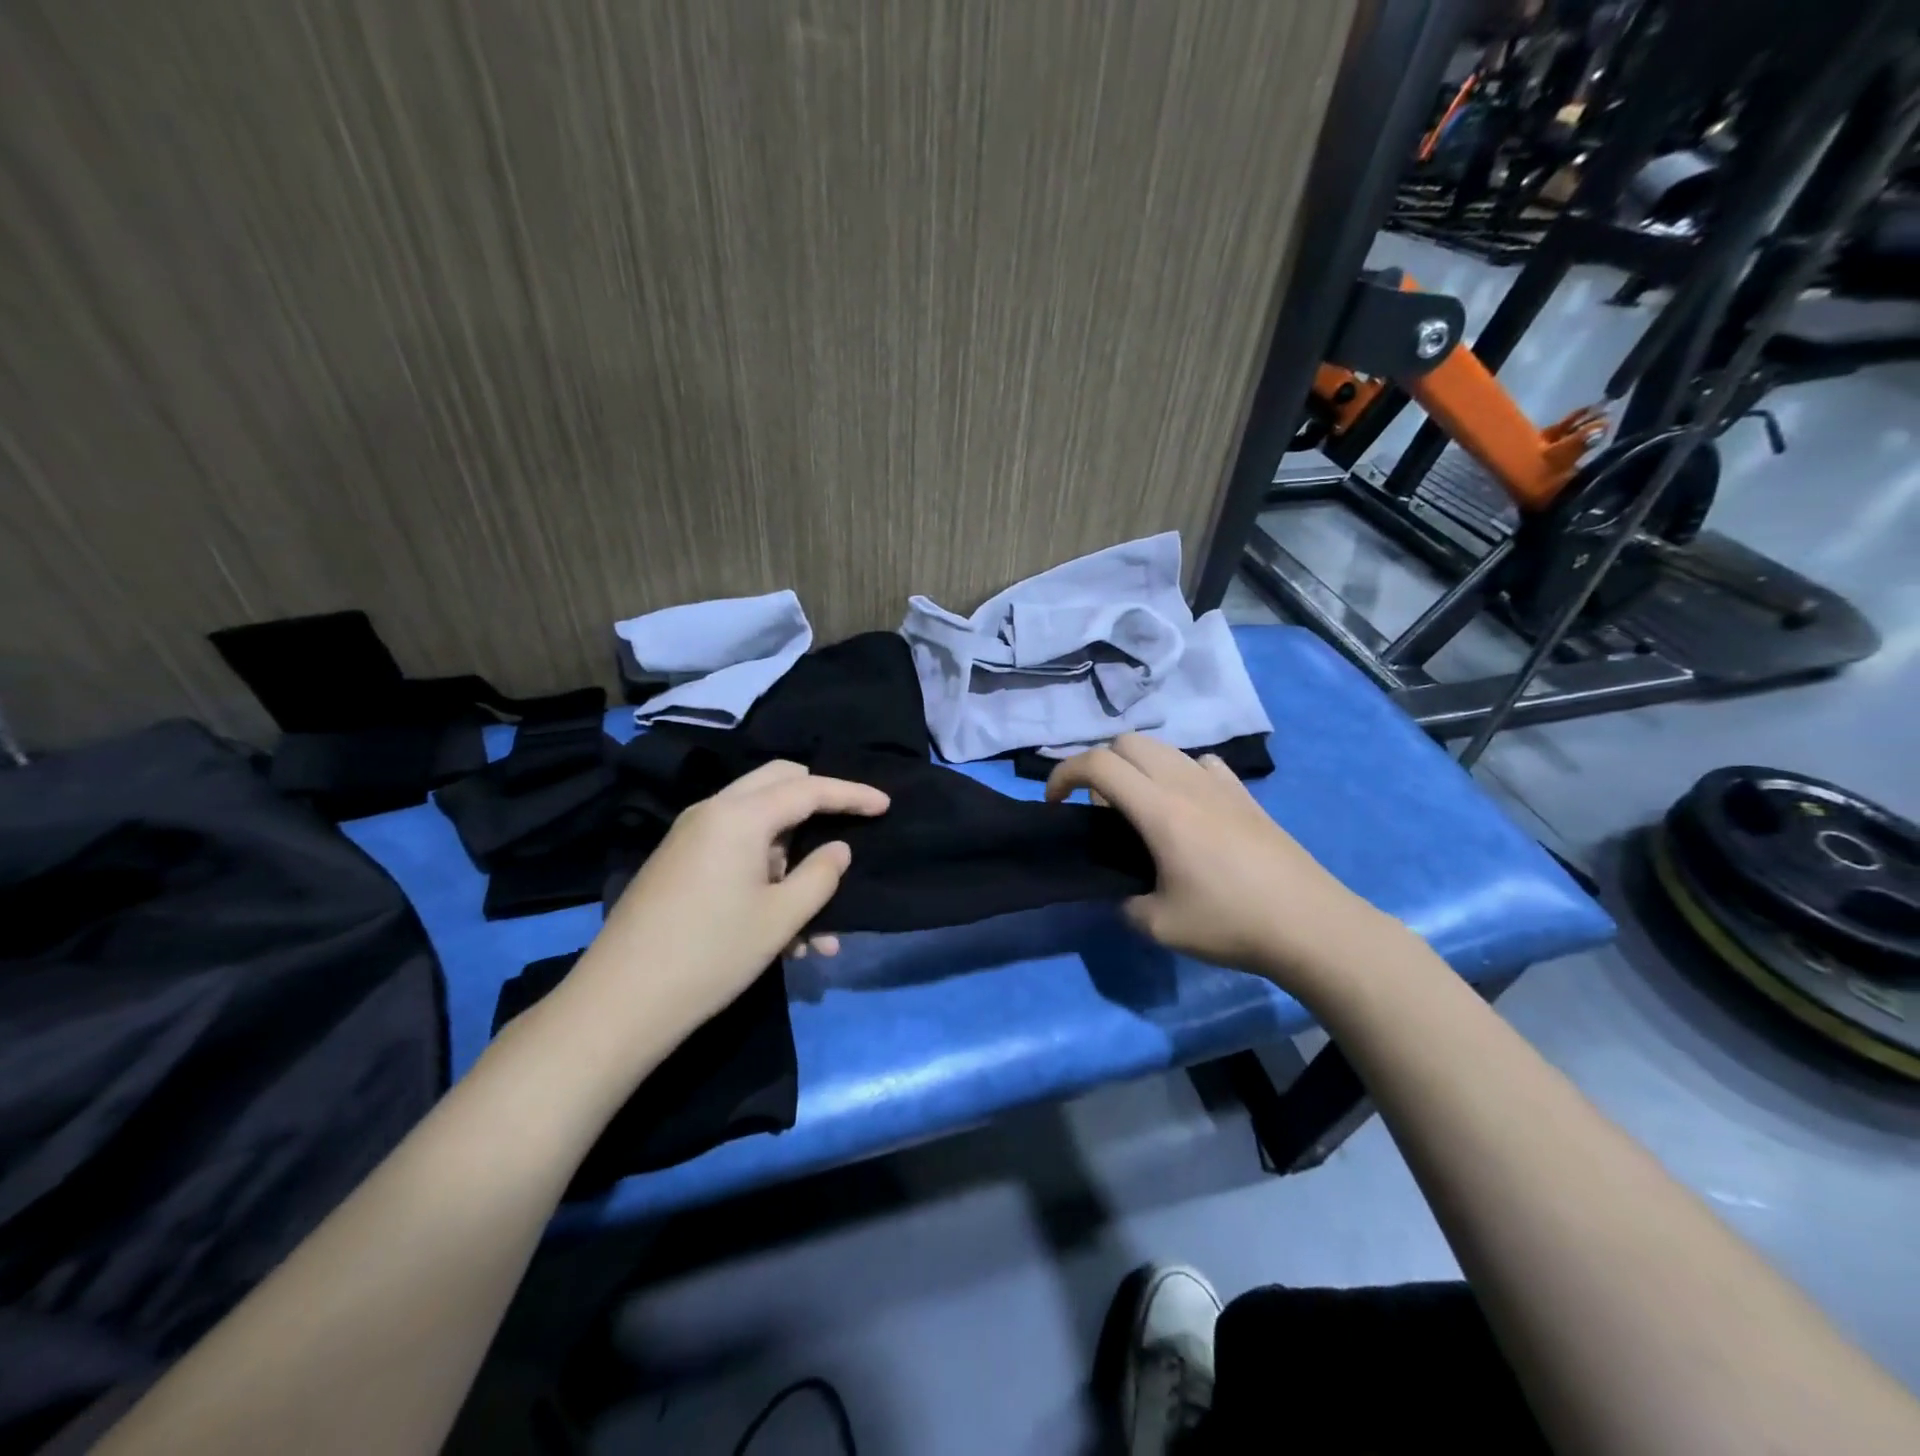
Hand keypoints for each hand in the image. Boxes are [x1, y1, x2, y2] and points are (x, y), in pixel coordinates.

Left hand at [572, 760, 888, 1036]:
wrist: (619, 1003)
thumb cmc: (711, 954)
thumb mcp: (781, 918)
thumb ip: (821, 876)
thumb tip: (838, 850)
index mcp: (739, 815)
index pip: (809, 788)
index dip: (852, 795)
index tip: (886, 804)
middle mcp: (712, 812)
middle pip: (778, 783)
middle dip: (819, 803)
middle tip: (848, 828)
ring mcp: (691, 838)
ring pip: (759, 826)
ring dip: (794, 860)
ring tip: (820, 927)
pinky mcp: (680, 865)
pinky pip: (736, 853)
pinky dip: (766, 877)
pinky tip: (788, 935)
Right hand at [1045, 734, 1394, 996]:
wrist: (1311, 925)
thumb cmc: (1231, 923)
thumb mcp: (1159, 926)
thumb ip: (1124, 903)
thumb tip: (1122, 894)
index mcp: (1159, 808)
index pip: (1097, 763)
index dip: (1063, 774)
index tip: (1055, 803)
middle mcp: (1186, 782)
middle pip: (1128, 742)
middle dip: (1100, 765)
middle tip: (1101, 810)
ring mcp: (1220, 784)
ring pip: (1164, 749)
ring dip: (1139, 767)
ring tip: (1142, 811)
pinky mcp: (1245, 795)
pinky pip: (1201, 763)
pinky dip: (1179, 774)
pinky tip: (1189, 810)